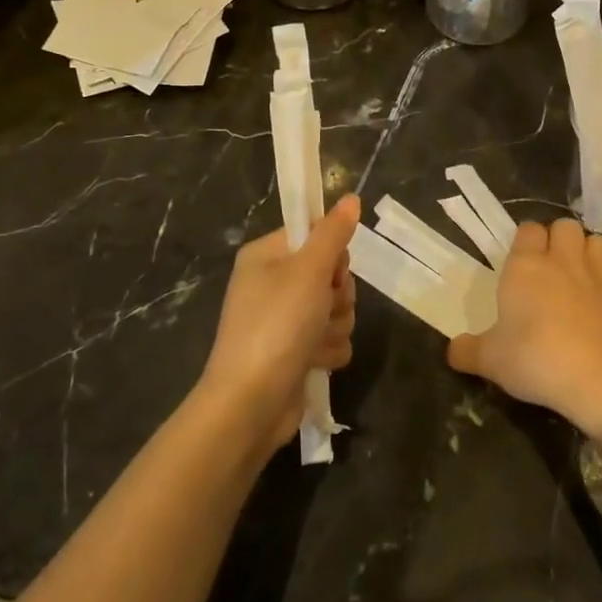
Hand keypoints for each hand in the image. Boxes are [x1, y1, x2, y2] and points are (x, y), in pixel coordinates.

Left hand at [196, 194, 360, 457]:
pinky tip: (314, 363)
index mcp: (266, 256)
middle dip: (338, 295)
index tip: (332, 270)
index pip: (314, 235)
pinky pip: (331, 339)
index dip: (332, 253)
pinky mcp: (295, 352)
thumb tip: (351, 198)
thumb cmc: (277, 326)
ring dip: (335, 326)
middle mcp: (273, 284)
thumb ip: (333, 234)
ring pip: (336, 309)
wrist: (251, 403)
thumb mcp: (309, 271)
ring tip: (315, 342)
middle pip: (330, 274)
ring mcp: (283, 321)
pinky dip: (328, 351)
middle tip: (322, 308)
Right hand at [448, 218, 601, 437]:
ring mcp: (600, 279)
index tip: (520, 260)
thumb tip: (452, 350)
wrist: (601, 381)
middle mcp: (564, 263)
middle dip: (559, 238)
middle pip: (566, 226)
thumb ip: (468, 351)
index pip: (528, 229)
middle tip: (549, 265)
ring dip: (588, 253)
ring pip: (598, 243)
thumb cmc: (536, 359)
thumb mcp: (490, 360)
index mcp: (526, 267)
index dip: (525, 240)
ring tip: (578, 277)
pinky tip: (601, 313)